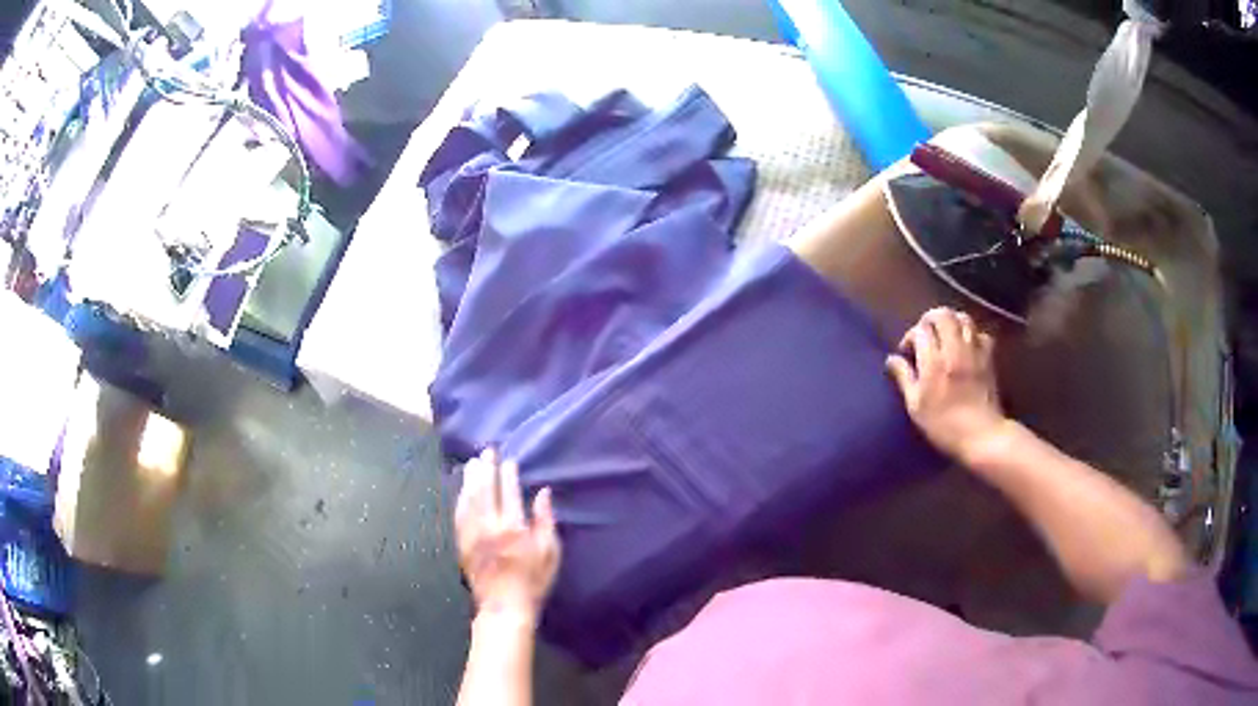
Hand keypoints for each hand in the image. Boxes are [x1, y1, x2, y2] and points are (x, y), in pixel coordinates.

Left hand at [455, 449, 559, 623]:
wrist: (504, 607)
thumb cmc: (533, 581)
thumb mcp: (550, 552)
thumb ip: (545, 521)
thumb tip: (543, 493)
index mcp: (513, 527)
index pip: (508, 492)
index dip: (508, 474)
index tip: (509, 460)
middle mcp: (489, 526)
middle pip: (485, 489)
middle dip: (486, 468)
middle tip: (487, 452)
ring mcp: (472, 534)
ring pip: (468, 499)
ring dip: (471, 478)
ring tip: (472, 463)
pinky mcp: (461, 543)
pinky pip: (458, 514)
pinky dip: (460, 498)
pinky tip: (462, 489)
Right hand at [885, 307, 1007, 461]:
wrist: (981, 436)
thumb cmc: (944, 426)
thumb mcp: (916, 407)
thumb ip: (904, 378)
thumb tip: (892, 359)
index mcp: (934, 362)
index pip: (920, 330)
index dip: (910, 337)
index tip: (906, 352)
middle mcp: (954, 350)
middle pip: (942, 315)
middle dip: (930, 319)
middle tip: (924, 334)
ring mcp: (974, 351)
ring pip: (963, 318)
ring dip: (951, 321)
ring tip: (944, 334)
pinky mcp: (988, 357)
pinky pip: (981, 333)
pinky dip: (972, 334)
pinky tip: (967, 346)